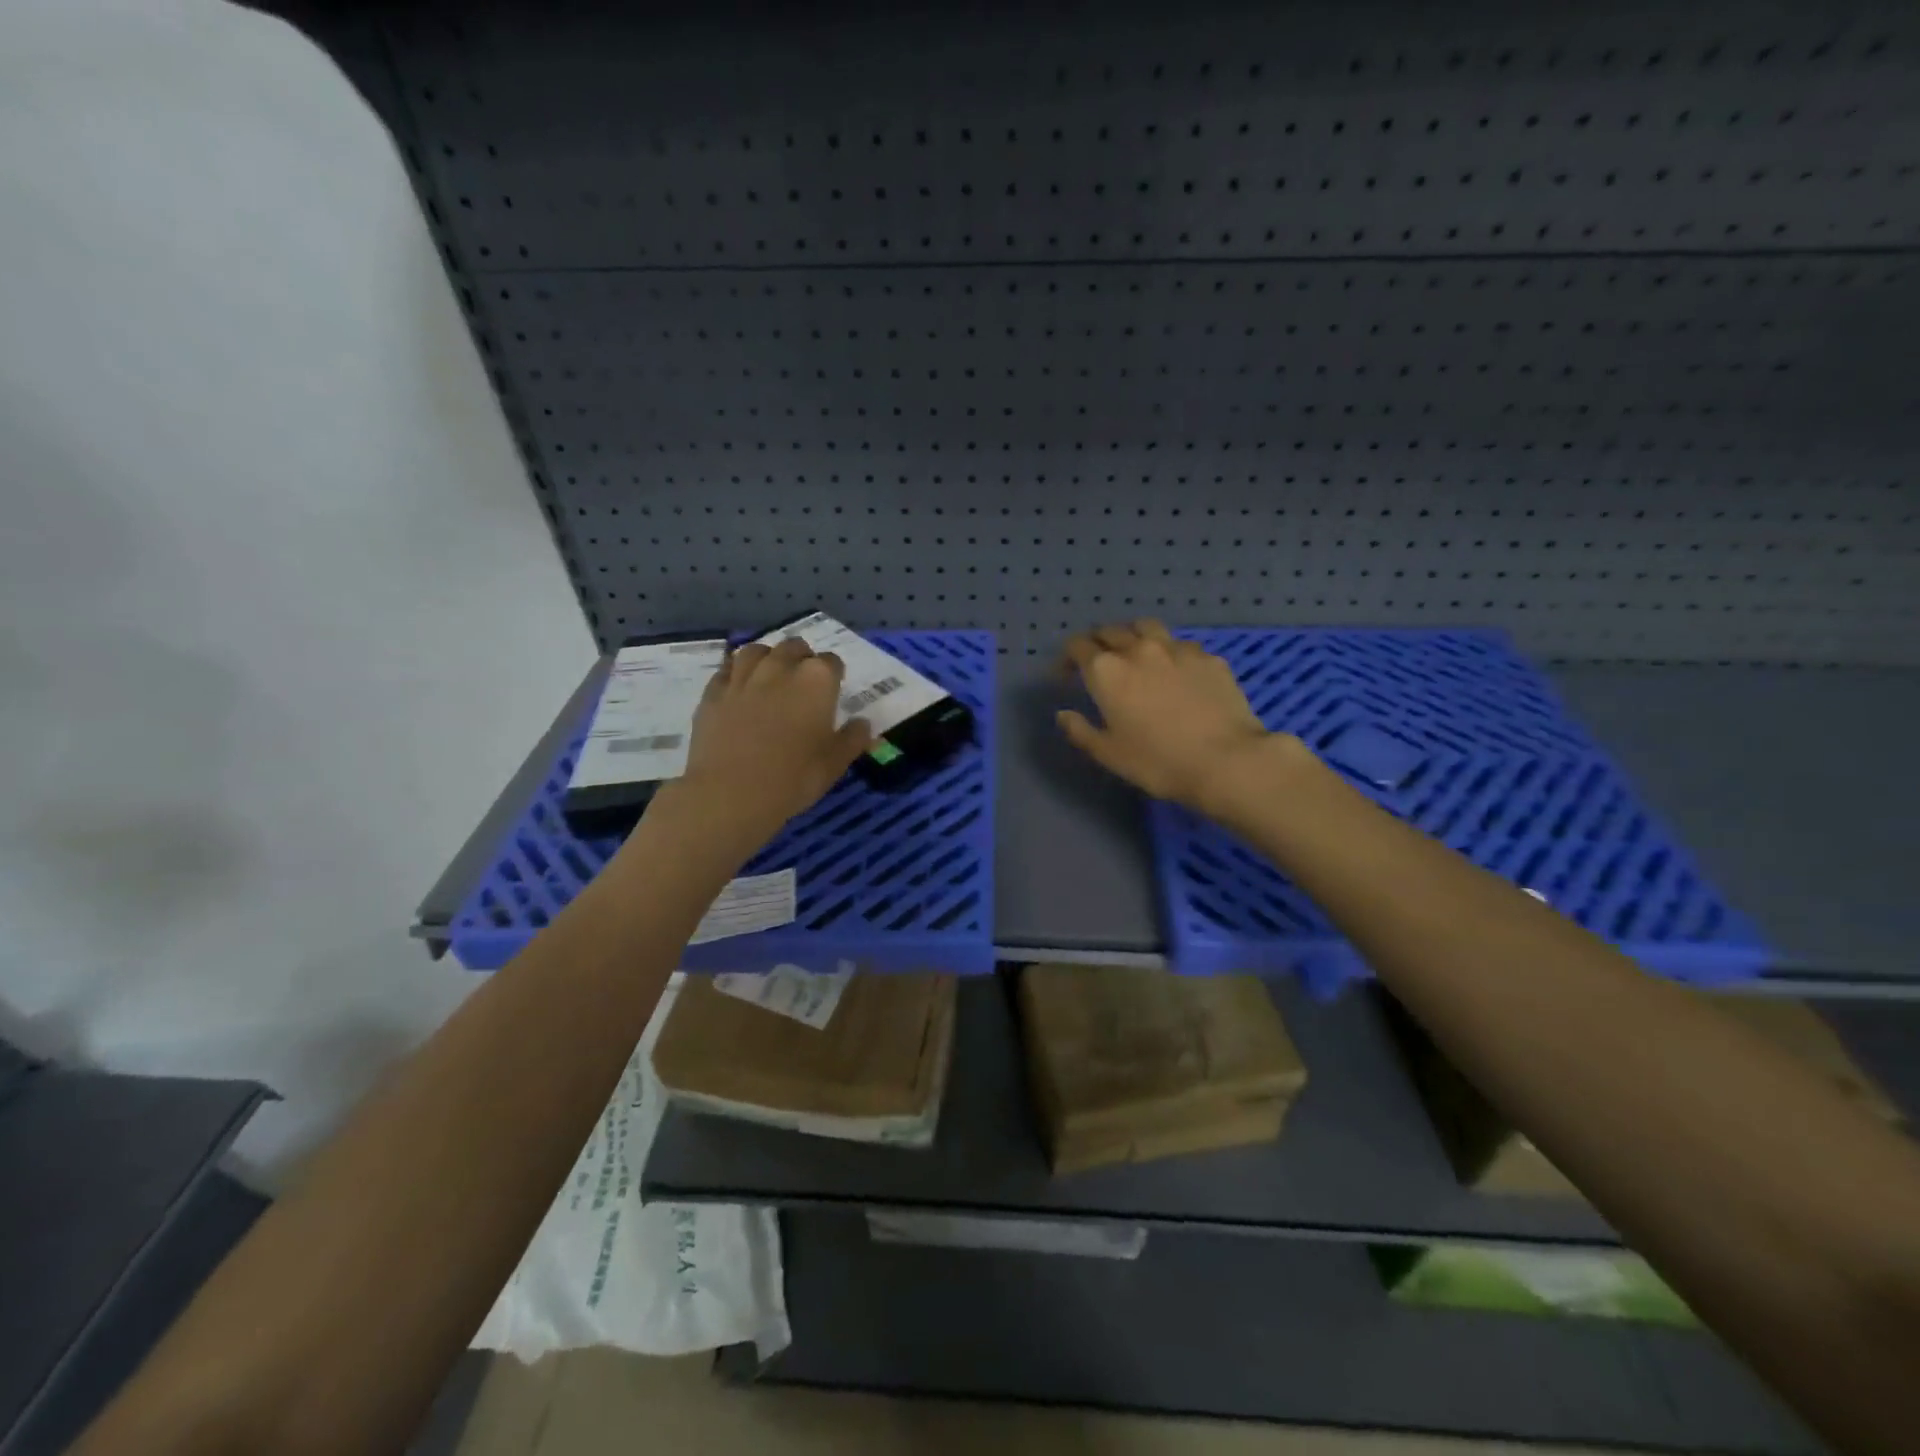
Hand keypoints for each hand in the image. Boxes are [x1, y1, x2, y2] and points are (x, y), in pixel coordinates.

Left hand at [671, 638, 873, 846]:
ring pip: (757, 650)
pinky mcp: (713, 691)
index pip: (832, 662)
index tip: (832, 693)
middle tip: (803, 684)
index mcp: (817, 680)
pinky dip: (736, 673)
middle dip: (802, 659)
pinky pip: (727, 669)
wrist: (730, 793)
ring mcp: (743, 677)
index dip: (834, 676)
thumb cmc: (793, 779)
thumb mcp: (834, 764)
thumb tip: (862, 724)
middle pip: (794, 647)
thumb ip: (852, 739)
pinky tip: (739, 688)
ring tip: (770, 676)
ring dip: (768, 658)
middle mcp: (780, 667)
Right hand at [1058, 620, 1282, 813]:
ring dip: (1132, 636)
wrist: (1226, 761)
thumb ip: (1080, 730)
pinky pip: (1180, 645)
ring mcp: (1177, 648)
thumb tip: (1063, 714)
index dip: (1066, 658)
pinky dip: (1168, 652)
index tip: (1065, 676)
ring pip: (1146, 627)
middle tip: (1096, 662)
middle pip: (1110, 631)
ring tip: (1134, 654)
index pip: (1077, 647)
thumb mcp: (1109, 754)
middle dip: (1097, 642)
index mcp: (1107, 670)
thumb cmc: (1158, 762)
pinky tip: (1174, 671)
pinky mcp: (1208, 657)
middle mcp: (1138, 649)